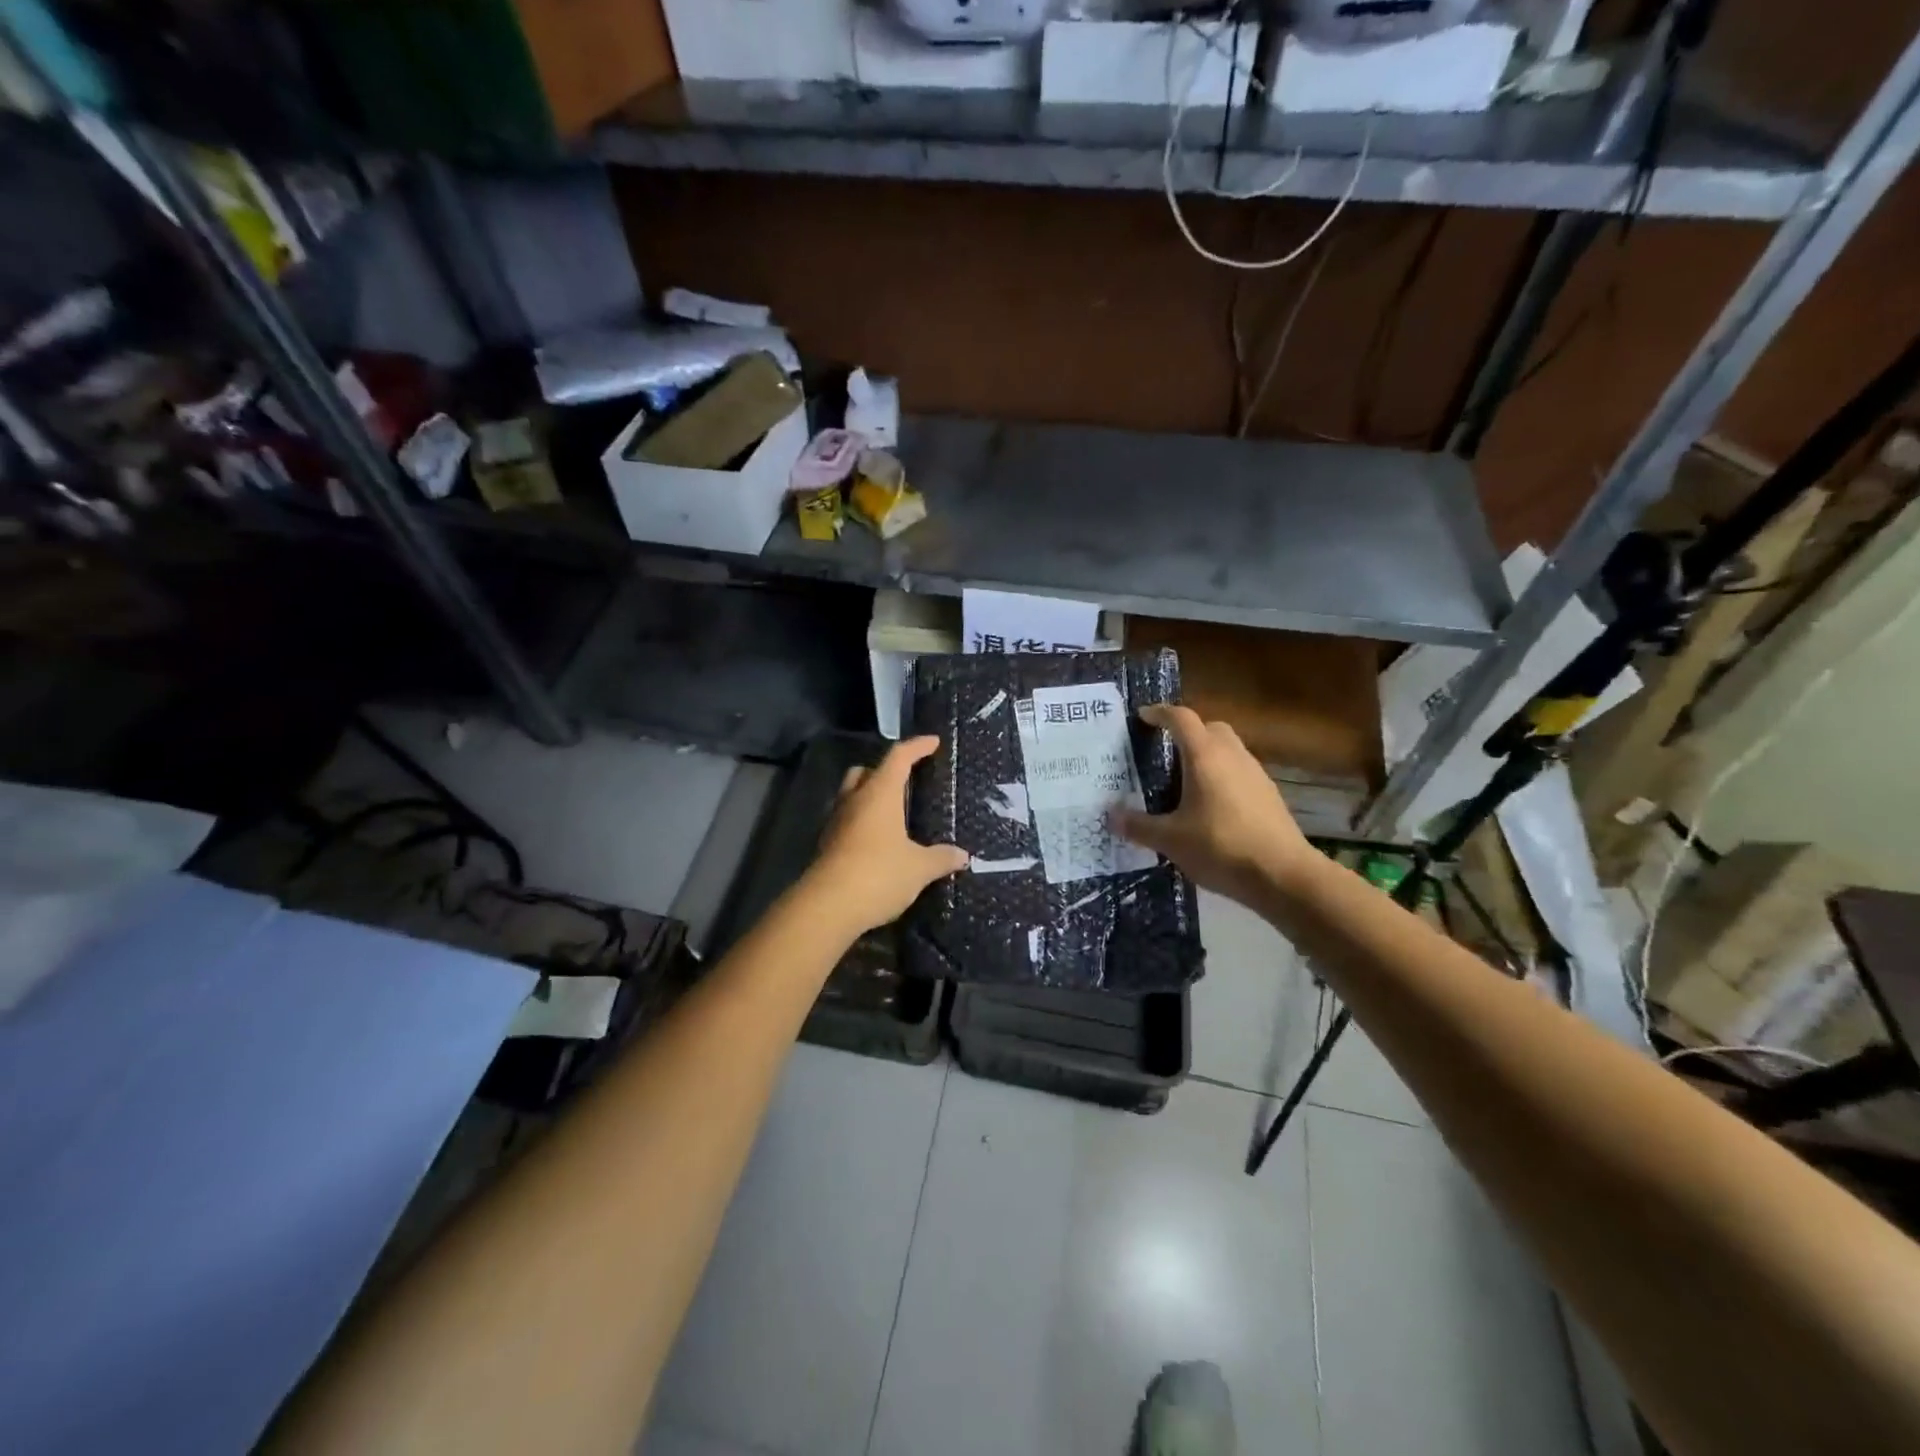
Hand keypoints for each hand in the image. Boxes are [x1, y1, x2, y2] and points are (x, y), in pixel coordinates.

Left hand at [803, 736, 968, 934]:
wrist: (828, 907)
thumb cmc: (879, 874)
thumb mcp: (919, 868)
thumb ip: (941, 858)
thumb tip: (962, 855)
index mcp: (879, 793)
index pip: (899, 757)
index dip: (917, 747)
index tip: (932, 742)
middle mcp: (854, 800)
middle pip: (866, 771)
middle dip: (885, 770)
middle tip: (906, 779)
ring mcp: (836, 822)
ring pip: (851, 795)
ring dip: (869, 796)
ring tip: (892, 812)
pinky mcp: (826, 845)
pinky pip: (846, 821)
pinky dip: (861, 822)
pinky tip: (877, 840)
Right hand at [1110, 705, 1317, 909]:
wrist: (1283, 875)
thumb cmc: (1221, 847)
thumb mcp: (1170, 840)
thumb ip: (1138, 826)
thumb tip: (1111, 816)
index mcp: (1204, 756)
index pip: (1181, 718)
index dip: (1159, 713)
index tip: (1143, 717)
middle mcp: (1232, 755)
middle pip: (1209, 728)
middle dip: (1187, 732)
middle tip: (1165, 752)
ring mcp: (1255, 774)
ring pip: (1228, 750)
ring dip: (1207, 756)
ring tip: (1184, 783)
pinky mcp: (1269, 795)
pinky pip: (1239, 772)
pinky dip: (1222, 777)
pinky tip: (1211, 807)